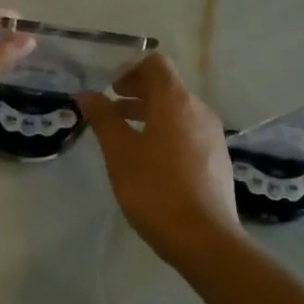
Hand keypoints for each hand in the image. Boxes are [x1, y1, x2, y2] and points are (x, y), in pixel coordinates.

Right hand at [77, 55, 244, 264]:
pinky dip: (164, 132)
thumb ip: (103, 118)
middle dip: (136, 93)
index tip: (109, 89)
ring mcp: (212, 136)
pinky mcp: (216, 159)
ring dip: (149, 114)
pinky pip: (187, 132)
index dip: (129, 69)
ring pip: (177, 111)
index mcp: (177, 102)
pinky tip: (148, 160)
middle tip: (109, 110)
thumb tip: (87, 94)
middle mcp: (199, 111)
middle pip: (167, 87)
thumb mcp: (119, 152)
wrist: (204, 238)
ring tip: (123, 136)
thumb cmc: (155, 189)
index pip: (156, 64)